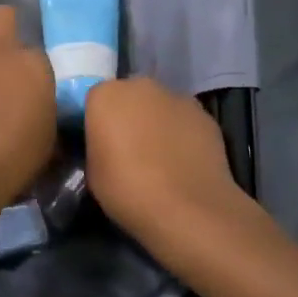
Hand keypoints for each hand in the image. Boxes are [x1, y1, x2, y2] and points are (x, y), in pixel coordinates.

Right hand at [84, 78, 259, 264]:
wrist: (187, 210)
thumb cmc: (128, 190)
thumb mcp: (92, 172)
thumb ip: (96, 147)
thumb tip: (105, 146)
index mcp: (105, 95)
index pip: (94, 100)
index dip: (97, 123)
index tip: (100, 145)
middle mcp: (140, 86)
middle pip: (129, 97)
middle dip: (127, 116)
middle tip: (128, 149)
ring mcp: (177, 97)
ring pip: (159, 106)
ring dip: (156, 123)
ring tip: (160, 159)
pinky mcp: (205, 115)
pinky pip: (183, 121)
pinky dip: (181, 134)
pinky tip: (183, 163)